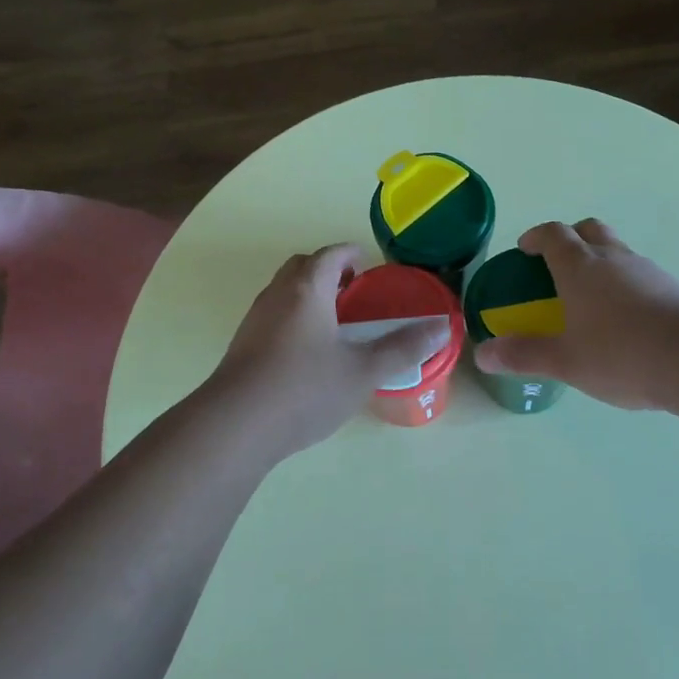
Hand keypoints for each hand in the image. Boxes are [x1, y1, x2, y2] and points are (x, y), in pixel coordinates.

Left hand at [203, 244, 451, 458]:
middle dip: (328, 270)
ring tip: (333, 321)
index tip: (367, 264)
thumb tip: (442, 328)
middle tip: (352, 291)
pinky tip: (306, 351)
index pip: (330, 255)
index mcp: (307, 289)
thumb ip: (402, 348)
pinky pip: (272, 314)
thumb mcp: (362, 371)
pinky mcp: (242, 344)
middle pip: (303, 266)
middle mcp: (277, 294)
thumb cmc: (304, 389)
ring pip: (284, 290)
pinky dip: (293, 316)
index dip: (351, 253)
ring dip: (308, 293)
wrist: (236, 425)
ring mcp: (255, 319)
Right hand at [474, 219, 678, 411]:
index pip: (553, 234)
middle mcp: (612, 258)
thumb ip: (523, 355)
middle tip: (558, 264)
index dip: (536, 237)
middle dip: (570, 238)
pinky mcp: (674, 288)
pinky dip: (626, 284)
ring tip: (592, 298)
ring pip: (617, 250)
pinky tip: (628, 320)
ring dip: (601, 261)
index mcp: (579, 266)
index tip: (525, 249)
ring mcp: (647, 270)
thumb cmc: (621, 354)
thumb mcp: (565, 361)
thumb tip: (482, 354)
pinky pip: (641, 274)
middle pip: (588, 229)